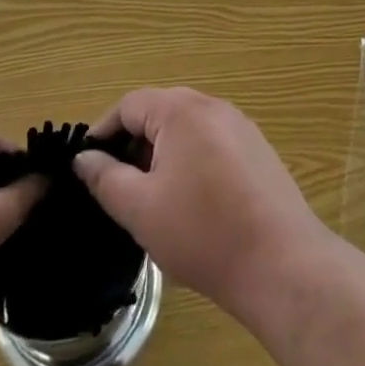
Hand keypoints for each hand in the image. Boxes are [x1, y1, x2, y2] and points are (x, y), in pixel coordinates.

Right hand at [73, 88, 333, 319]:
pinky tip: (189, 203)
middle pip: (160, 112)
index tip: (86, 165)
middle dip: (133, 144)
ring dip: (162, 155)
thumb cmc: (201, 231)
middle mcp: (213, 105)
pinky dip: (190, 162)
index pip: (130, 104)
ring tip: (149, 199)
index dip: (103, 131)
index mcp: (182, 110)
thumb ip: (106, 178)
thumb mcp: (140, 208)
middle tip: (115, 186)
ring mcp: (241, 126)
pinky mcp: (258, 150)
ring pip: (187, 129)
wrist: (280, 261)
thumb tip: (84, 157)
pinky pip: (212, 143)